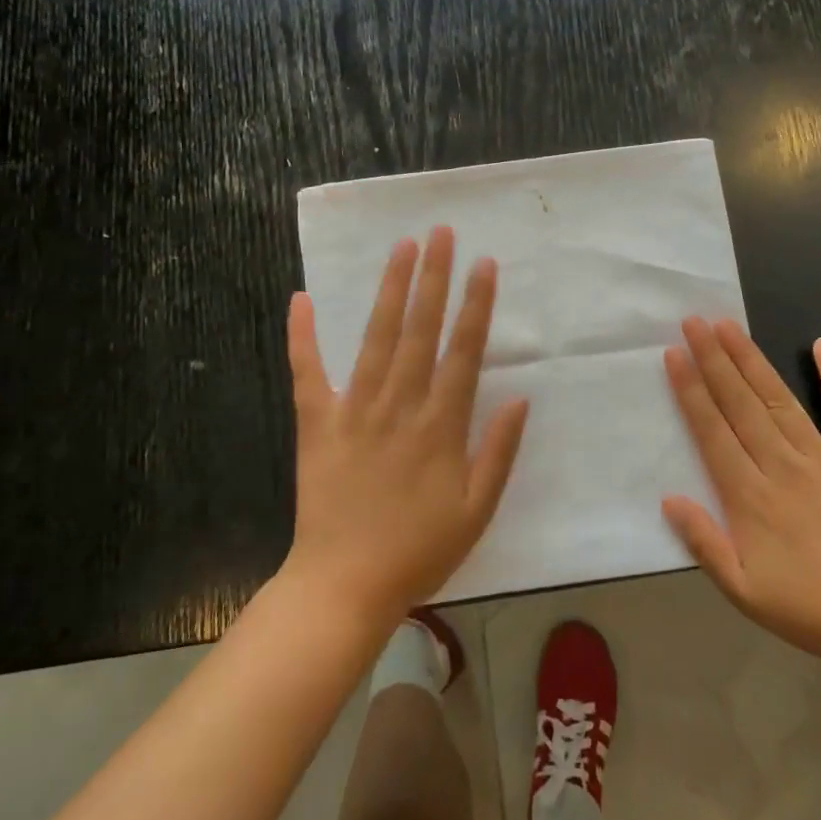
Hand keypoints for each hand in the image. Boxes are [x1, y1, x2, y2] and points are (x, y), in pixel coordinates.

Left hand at [281, 227, 528, 629]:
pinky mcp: (316, 425)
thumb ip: (499, 452)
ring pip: (375, 339)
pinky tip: (300, 300)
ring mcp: (354, 412)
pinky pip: (307, 374)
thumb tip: (520, 398)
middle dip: (434, 278)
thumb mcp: (477, 511)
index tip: (484, 265)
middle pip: (420, 331)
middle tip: (441, 233)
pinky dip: (302, 337)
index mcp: (440, 427)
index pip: (463, 352)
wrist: (344, 586)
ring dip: (390, 290)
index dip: (475, 306)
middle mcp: (399, 406)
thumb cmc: (419, 551)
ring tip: (401, 248)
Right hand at [662, 318, 820, 668]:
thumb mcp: (742, 590)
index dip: (691, 390)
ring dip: (751, 360)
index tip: (674, 354)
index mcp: (750, 496)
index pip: (712, 430)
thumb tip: (668, 497)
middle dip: (713, 359)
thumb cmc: (808, 608)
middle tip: (694, 322)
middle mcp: (781, 465)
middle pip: (740, 403)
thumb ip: (703, 542)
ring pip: (778, 399)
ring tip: (729, 326)